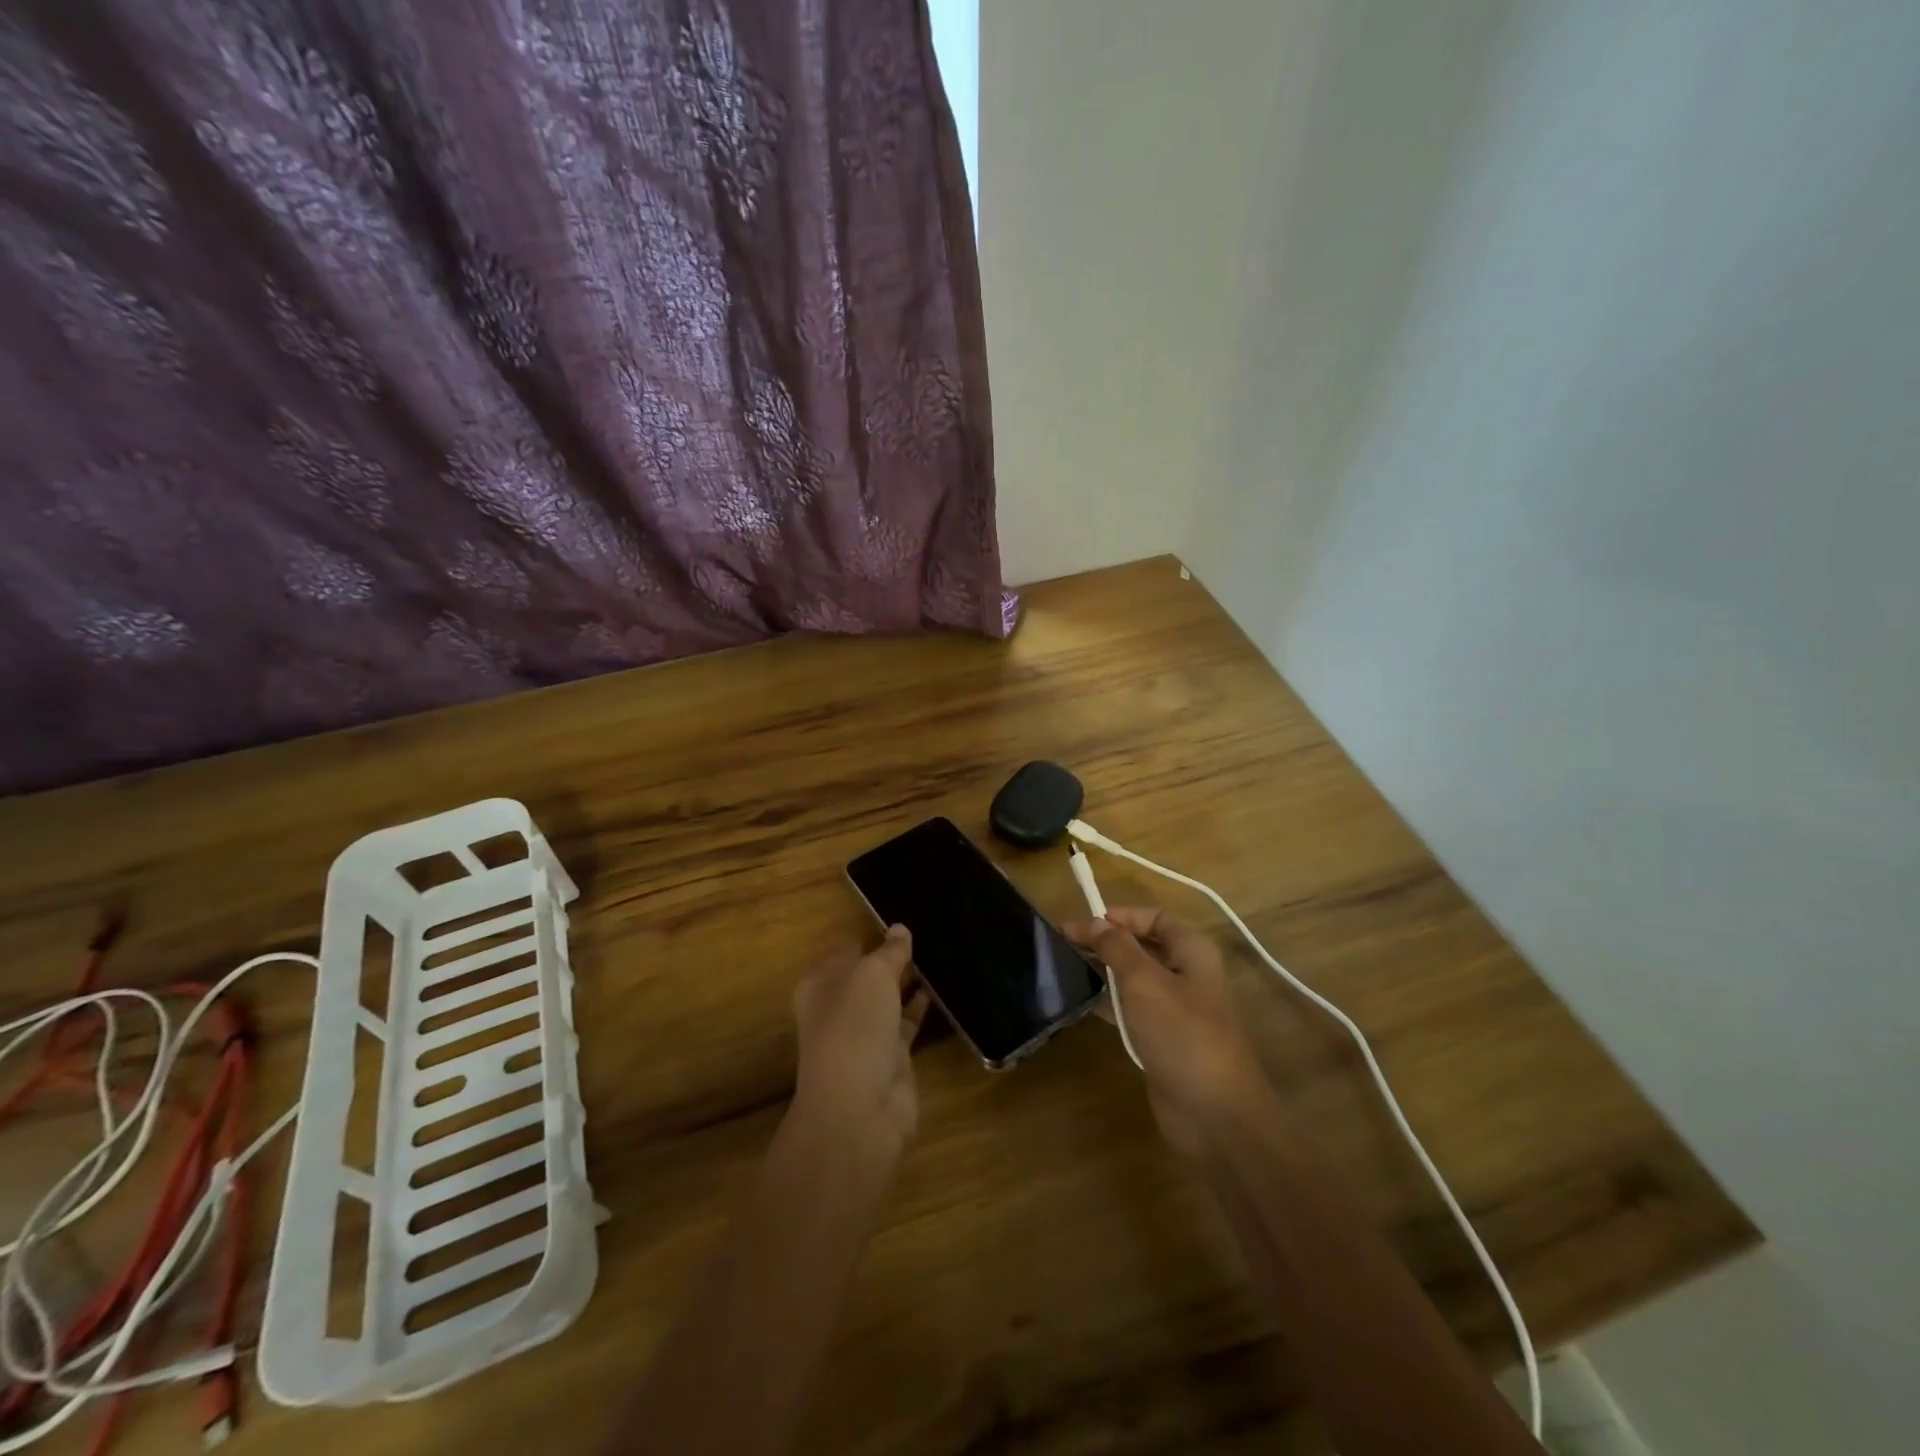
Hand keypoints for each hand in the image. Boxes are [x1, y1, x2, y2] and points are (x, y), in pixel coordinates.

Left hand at [791, 926, 928, 1162]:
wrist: (860, 1108)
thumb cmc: (854, 1028)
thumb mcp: (871, 975)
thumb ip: (889, 951)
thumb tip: (900, 929)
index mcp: (821, 984)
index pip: (846, 949)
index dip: (869, 933)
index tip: (900, 915)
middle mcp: (839, 1007)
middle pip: (867, 974)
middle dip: (891, 956)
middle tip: (927, 929)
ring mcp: (865, 1034)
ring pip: (889, 998)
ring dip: (909, 980)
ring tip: (940, 951)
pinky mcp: (891, 1057)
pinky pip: (908, 1022)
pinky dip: (921, 1006)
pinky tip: (942, 986)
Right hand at [1067, 907, 1273, 1159]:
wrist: (1214, 1114)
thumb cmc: (1181, 1034)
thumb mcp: (1144, 981)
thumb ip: (1117, 947)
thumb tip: (1097, 922)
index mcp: (1193, 951)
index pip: (1155, 916)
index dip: (1121, 915)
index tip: (1084, 923)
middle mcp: (1189, 974)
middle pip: (1146, 944)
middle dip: (1108, 940)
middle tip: (1065, 942)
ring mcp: (1179, 1009)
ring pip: (1138, 977)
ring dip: (1108, 969)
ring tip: (1069, 966)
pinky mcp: (1166, 1039)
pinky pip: (1136, 1009)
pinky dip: (1113, 1001)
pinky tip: (1087, 1002)